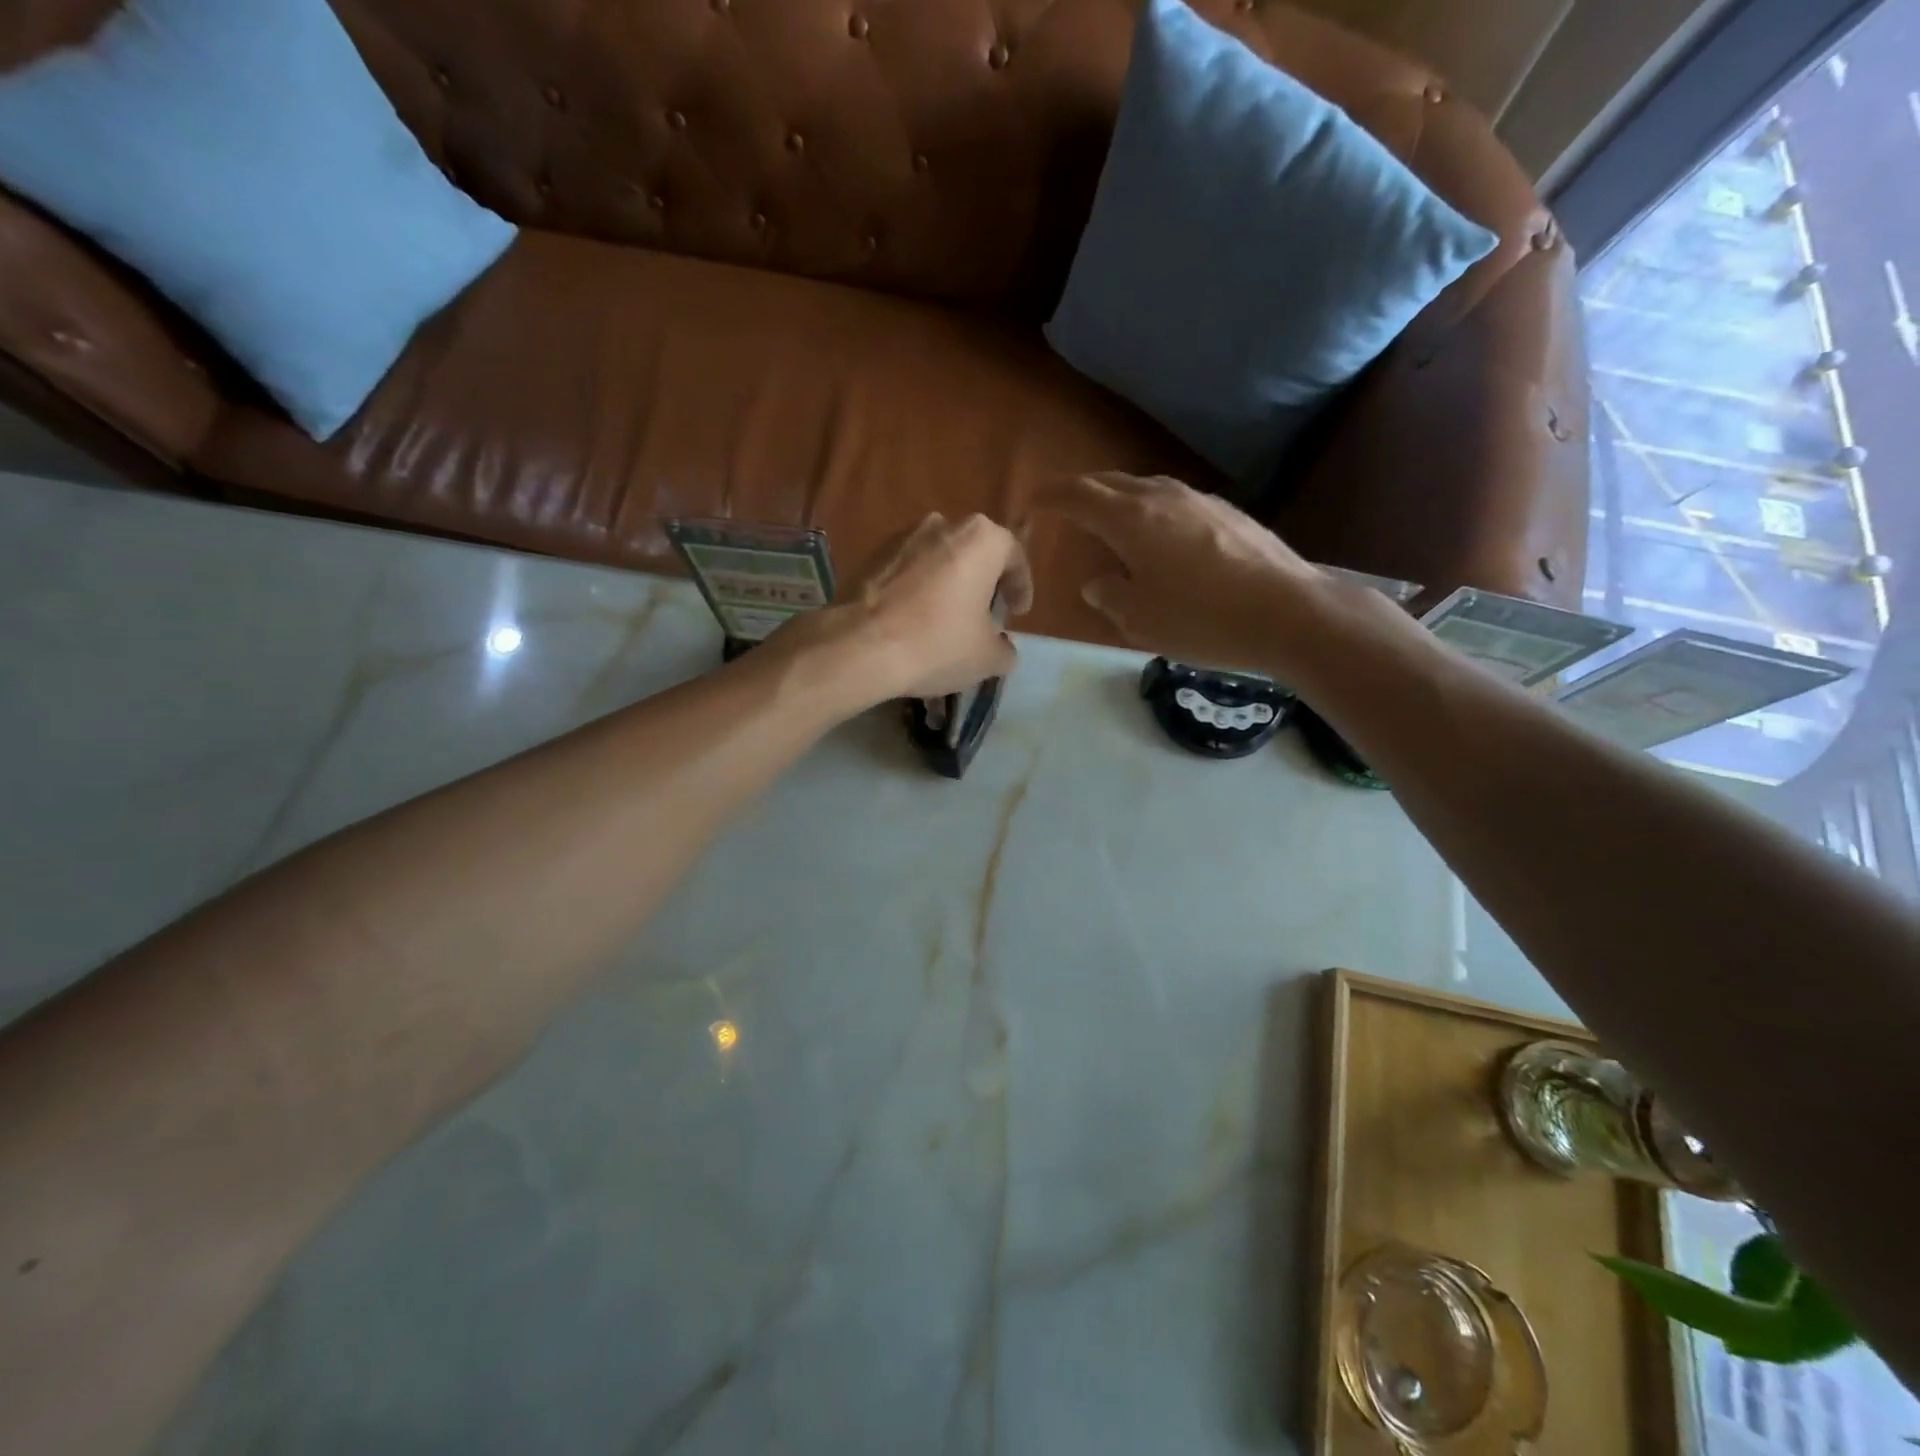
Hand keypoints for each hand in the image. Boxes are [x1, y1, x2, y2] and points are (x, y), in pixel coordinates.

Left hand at [782, 513, 1032, 707]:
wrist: (859, 645)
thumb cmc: (937, 643)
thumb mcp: (987, 657)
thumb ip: (1005, 648)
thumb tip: (1002, 647)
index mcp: (981, 538)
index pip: (1013, 557)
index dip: (1021, 587)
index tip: (1018, 612)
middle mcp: (942, 524)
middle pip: (974, 553)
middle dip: (982, 583)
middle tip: (985, 615)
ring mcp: (901, 536)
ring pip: (938, 560)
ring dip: (947, 585)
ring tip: (947, 620)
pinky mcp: (871, 555)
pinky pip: (907, 571)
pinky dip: (917, 591)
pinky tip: (914, 621)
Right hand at [1038, 473, 1329, 673]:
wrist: (1290, 613)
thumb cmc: (1202, 619)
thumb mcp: (1139, 620)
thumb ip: (1109, 596)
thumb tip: (1099, 583)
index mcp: (1130, 518)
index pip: (1076, 494)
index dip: (1049, 496)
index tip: (1031, 504)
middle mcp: (1162, 497)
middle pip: (1110, 482)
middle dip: (1081, 492)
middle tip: (1065, 510)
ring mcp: (1199, 500)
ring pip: (1145, 488)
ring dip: (1119, 501)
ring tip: (1110, 526)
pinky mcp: (1228, 512)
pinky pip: (1174, 502)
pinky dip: (1152, 513)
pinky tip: (1161, 541)